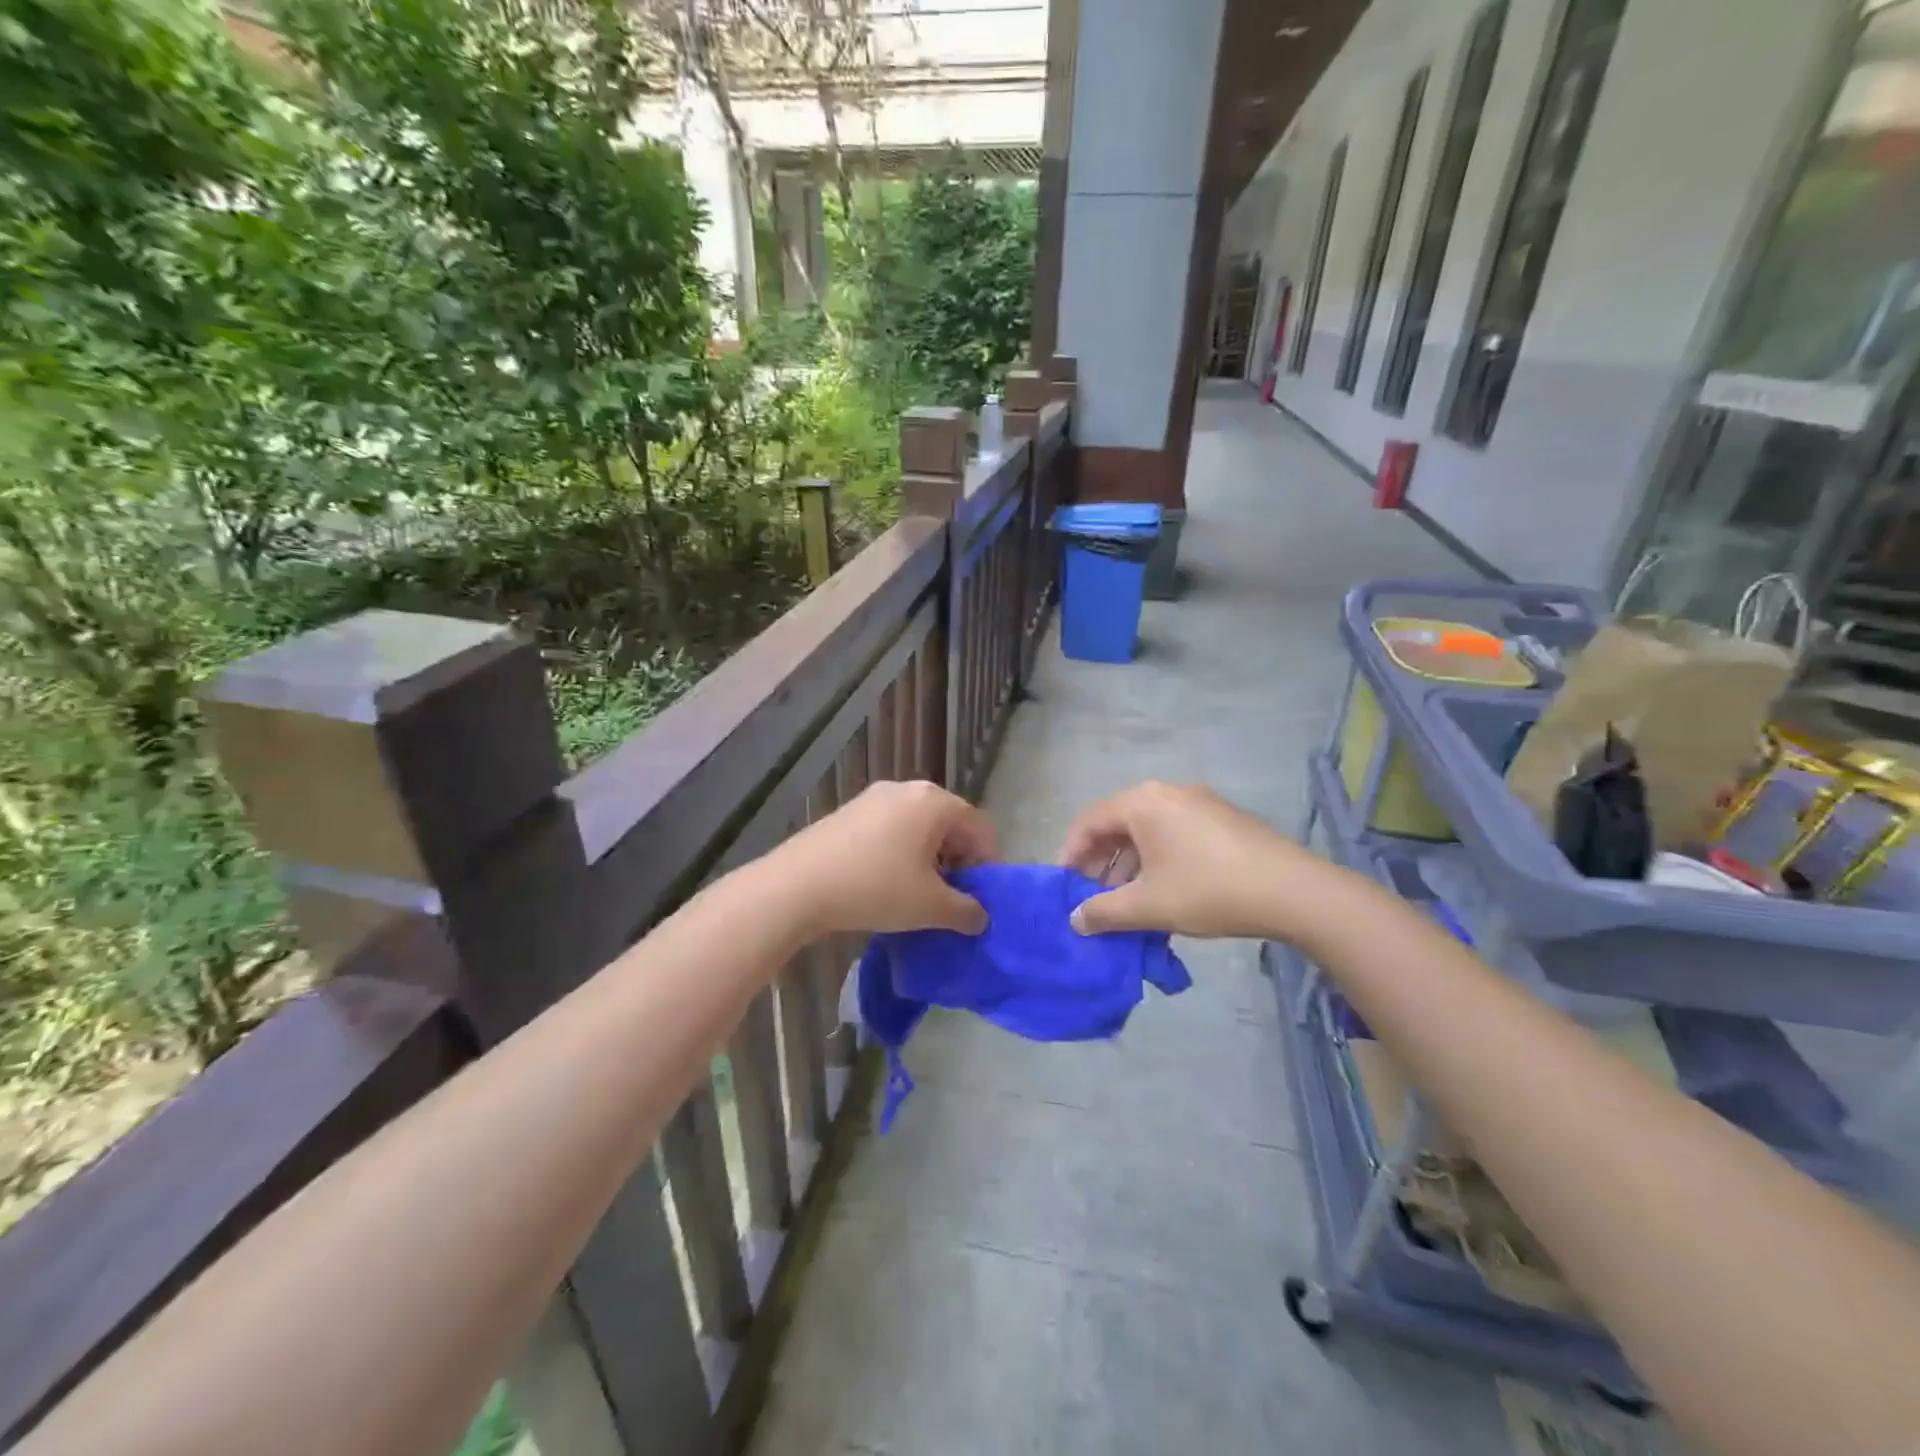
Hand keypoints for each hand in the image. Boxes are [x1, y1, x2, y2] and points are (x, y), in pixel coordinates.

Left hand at [766, 779, 994, 936]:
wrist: (798, 885)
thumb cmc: (876, 888)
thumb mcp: (930, 907)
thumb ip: (966, 912)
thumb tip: (980, 917)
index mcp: (934, 802)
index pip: (979, 827)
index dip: (987, 863)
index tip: (979, 897)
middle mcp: (908, 789)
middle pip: (949, 822)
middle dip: (957, 859)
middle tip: (950, 896)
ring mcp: (874, 797)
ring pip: (918, 825)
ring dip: (928, 857)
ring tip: (918, 892)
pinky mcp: (849, 811)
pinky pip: (890, 828)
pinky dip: (900, 851)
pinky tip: (885, 881)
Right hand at [1057, 782, 1329, 938]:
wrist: (1293, 891)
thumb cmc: (1209, 890)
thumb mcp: (1149, 906)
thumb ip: (1104, 912)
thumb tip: (1075, 919)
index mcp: (1143, 803)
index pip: (1090, 821)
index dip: (1070, 853)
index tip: (1063, 886)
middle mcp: (1167, 792)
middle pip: (1118, 823)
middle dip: (1100, 861)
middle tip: (1091, 895)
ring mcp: (1199, 803)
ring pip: (1148, 831)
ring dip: (1129, 864)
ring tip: (1126, 901)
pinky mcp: (1223, 819)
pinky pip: (1174, 833)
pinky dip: (1157, 859)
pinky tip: (1163, 892)